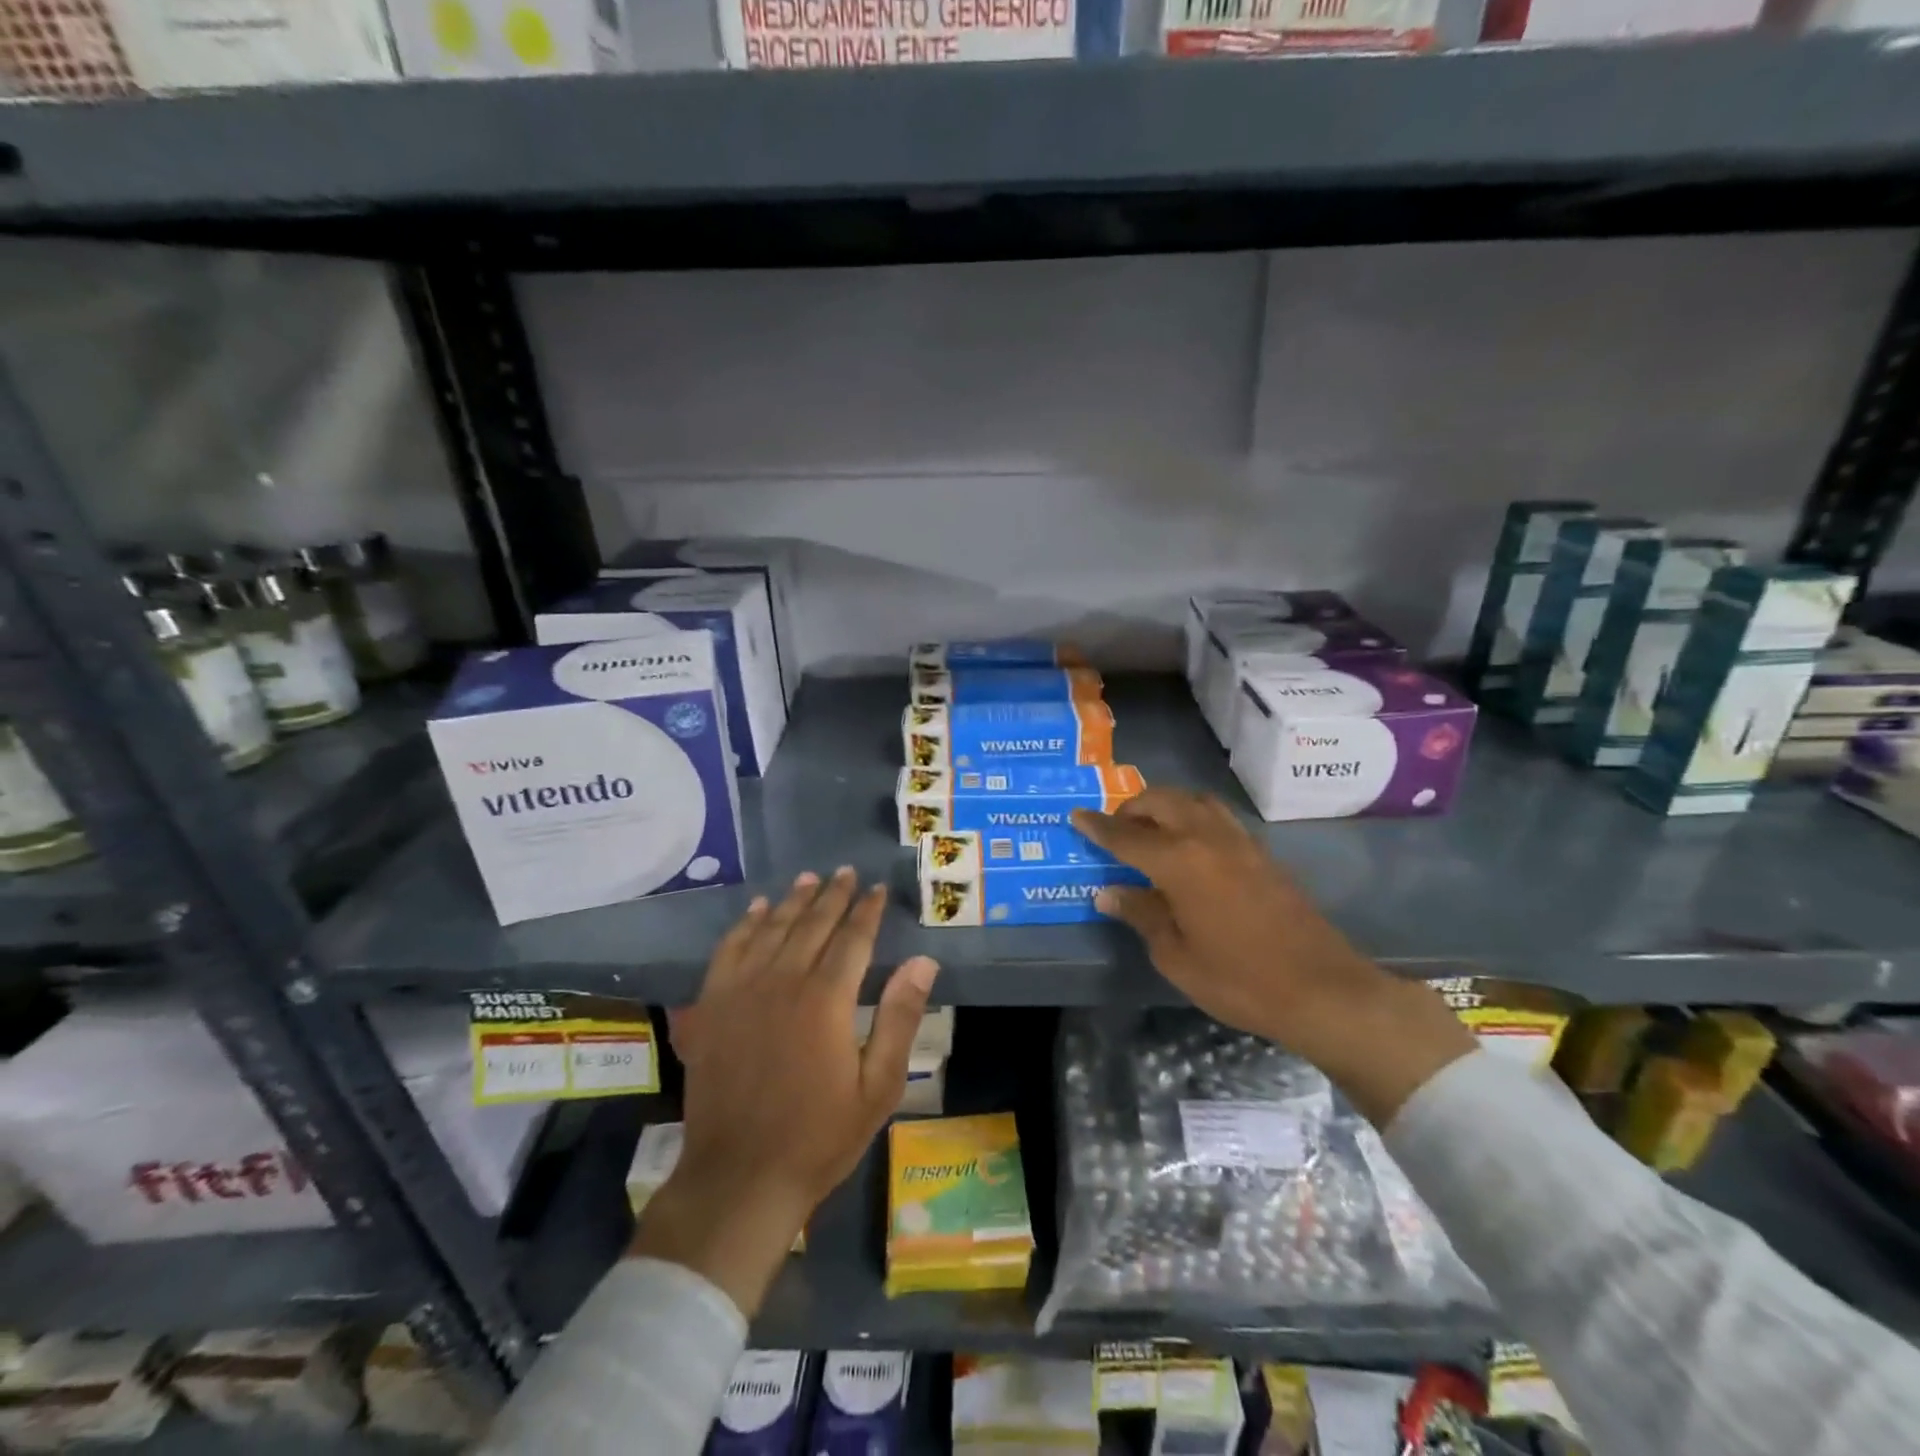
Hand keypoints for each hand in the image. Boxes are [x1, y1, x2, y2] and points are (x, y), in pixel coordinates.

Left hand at [631, 868, 938, 1316]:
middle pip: (812, 925)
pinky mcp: (712, 1007)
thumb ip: (900, 1018)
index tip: (879, 889)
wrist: (740, 1178)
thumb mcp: (878, 1086)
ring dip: (792, 901)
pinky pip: (728, 951)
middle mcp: (783, 982)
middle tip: (847, 873)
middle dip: (833, 896)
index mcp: (826, 1000)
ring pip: (771, 930)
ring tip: (808, 879)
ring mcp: (741, 992)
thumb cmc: (819, 1136)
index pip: (853, 938)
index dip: (868, 910)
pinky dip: (745, 925)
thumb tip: (923, 962)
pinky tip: (757, 911)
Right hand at [1072, 790, 1473, 1123]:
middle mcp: (1207, 839)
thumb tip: (1109, 891)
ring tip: (1151, 828)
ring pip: (1194, 801)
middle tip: (1115, 828)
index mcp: (1179, 862)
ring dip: (1166, 804)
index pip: (1126, 836)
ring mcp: (1239, 842)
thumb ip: (1142, 914)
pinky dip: (1193, 816)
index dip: (1098, 827)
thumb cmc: (1239, 979)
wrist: (1321, 988)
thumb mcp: (1176, 956)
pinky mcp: (1262, 853)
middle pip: (1162, 802)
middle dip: (1132, 808)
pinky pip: (1217, 816)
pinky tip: (1190, 844)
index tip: (1076, 816)